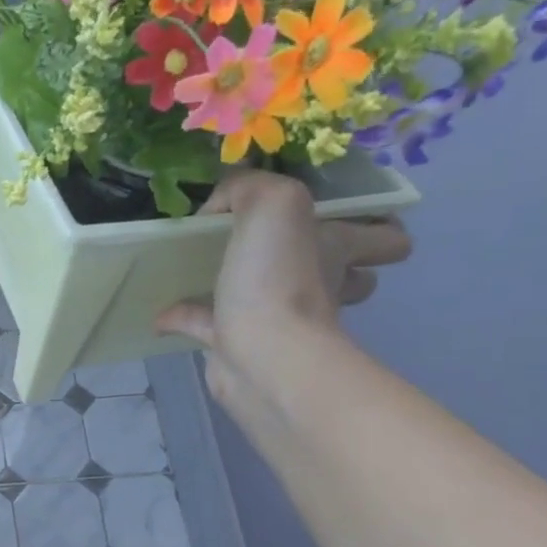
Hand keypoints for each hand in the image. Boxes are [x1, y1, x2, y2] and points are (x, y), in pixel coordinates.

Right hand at [157, 171, 411, 391]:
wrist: (263, 358)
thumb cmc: (280, 279)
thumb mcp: (273, 203)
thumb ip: (248, 188)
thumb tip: (218, 207)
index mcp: (337, 249)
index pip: (386, 238)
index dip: (377, 227)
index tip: (342, 216)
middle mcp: (319, 286)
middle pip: (338, 272)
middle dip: (314, 259)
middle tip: (271, 242)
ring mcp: (279, 321)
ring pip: (270, 299)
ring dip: (243, 285)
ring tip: (207, 266)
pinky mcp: (237, 346)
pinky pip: (207, 325)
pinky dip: (183, 315)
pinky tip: (160, 306)